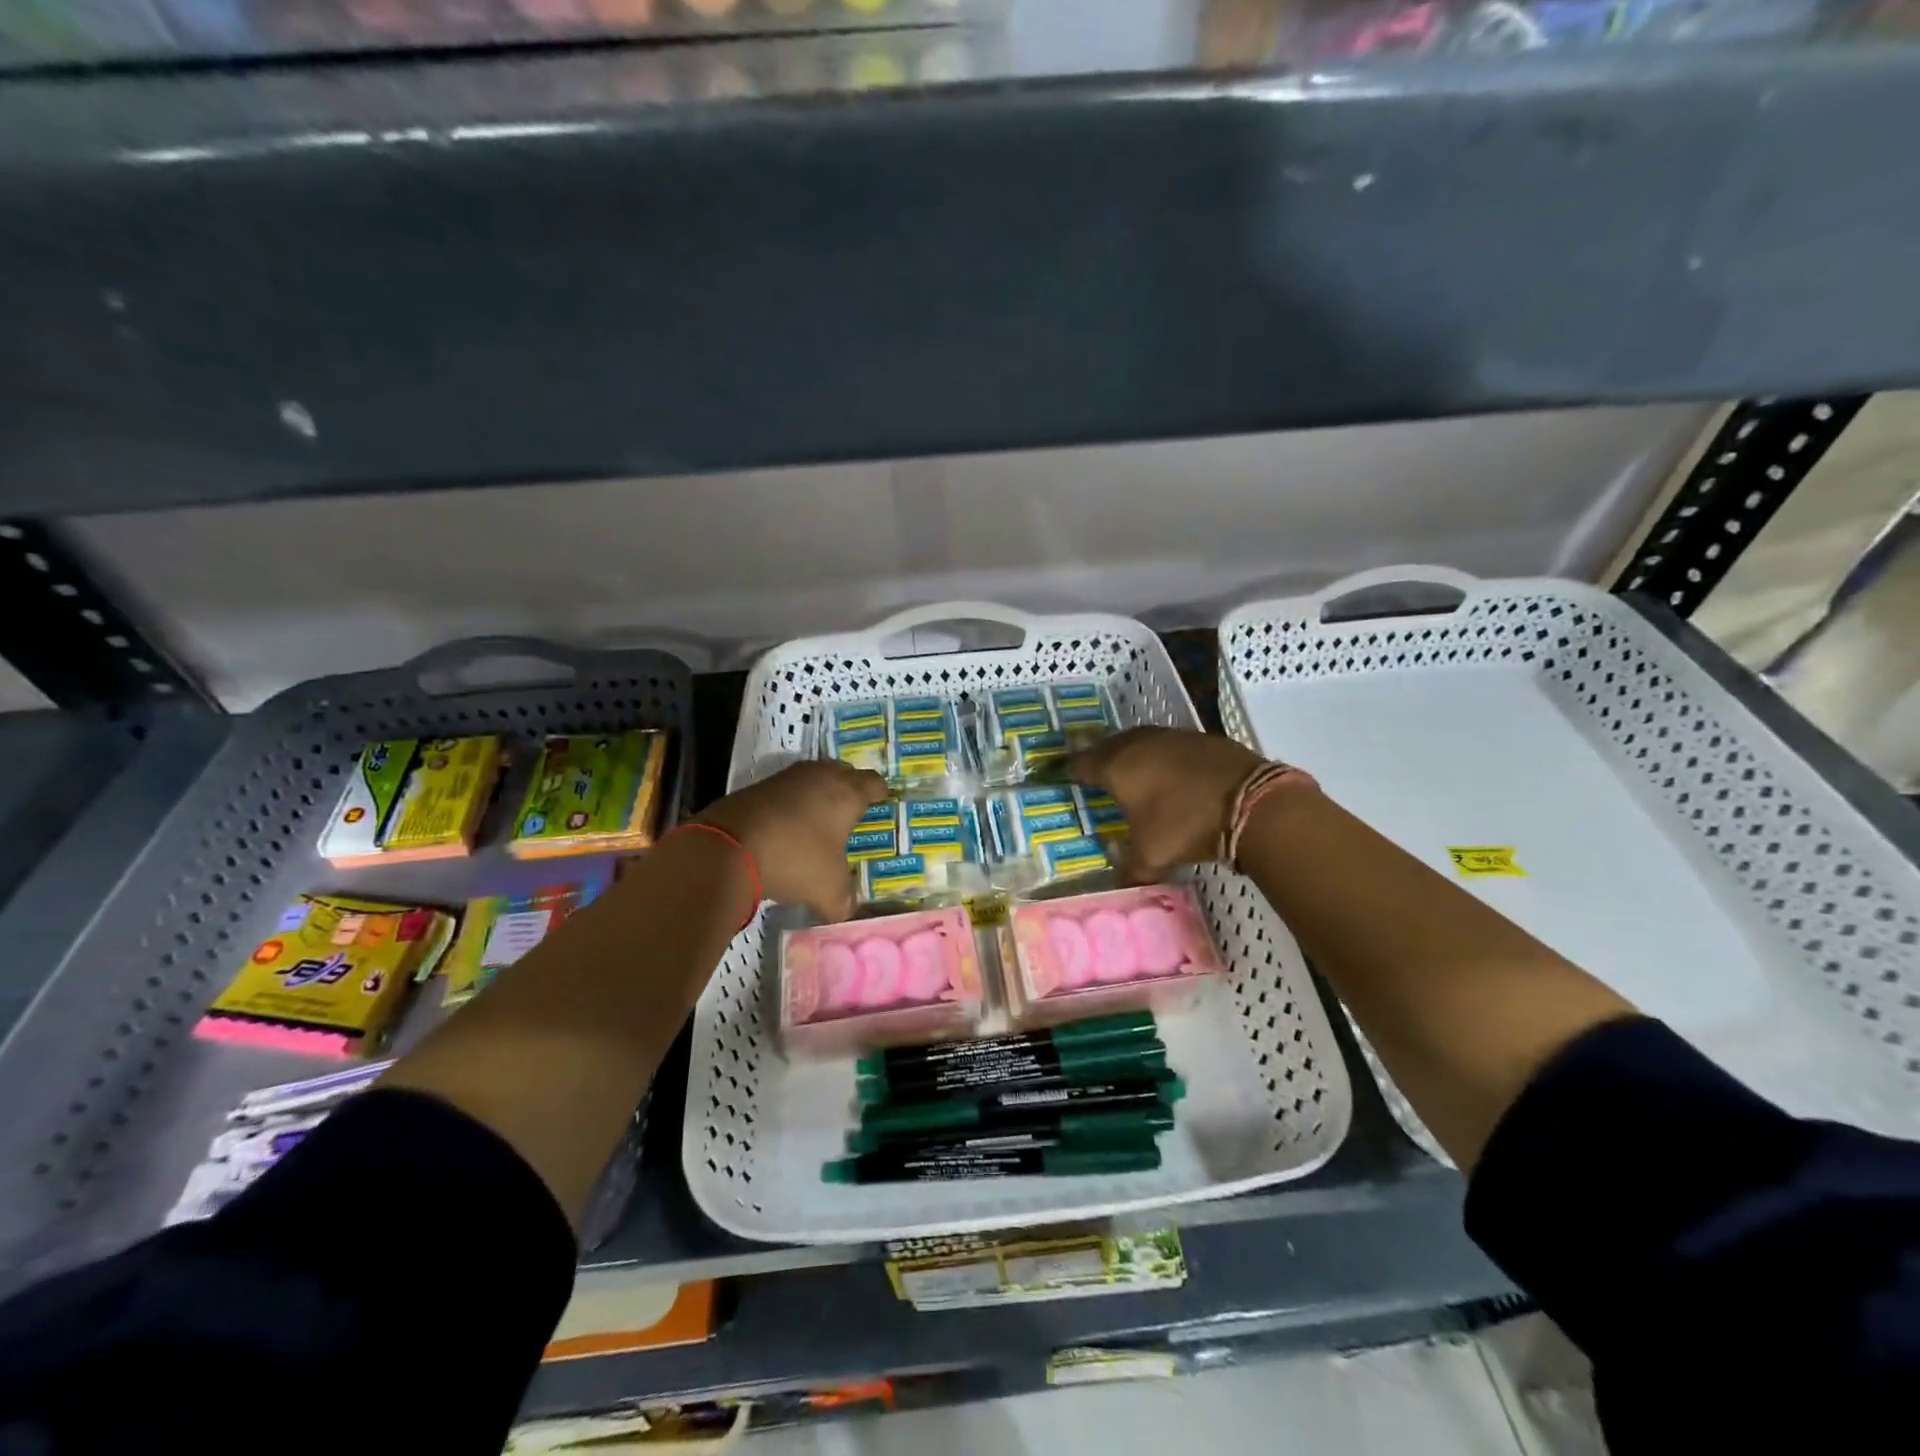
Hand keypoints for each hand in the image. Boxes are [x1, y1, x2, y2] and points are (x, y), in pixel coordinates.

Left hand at [695, 760, 888, 921]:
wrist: (728, 845)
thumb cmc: (795, 859)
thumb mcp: (828, 890)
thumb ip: (844, 902)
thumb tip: (848, 913)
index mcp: (848, 793)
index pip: (875, 783)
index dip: (881, 793)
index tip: (883, 802)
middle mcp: (821, 776)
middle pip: (844, 772)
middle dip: (850, 787)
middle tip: (853, 810)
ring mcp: (788, 778)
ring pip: (814, 777)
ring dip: (819, 793)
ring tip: (821, 817)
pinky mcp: (759, 786)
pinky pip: (786, 789)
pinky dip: (792, 803)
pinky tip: (788, 825)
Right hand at [1068, 727, 1263, 881]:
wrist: (1250, 801)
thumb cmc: (1186, 825)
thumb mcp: (1152, 856)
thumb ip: (1130, 869)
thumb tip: (1120, 885)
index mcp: (1116, 767)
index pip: (1081, 763)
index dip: (1069, 770)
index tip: (1060, 774)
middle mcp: (1138, 744)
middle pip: (1107, 745)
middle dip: (1097, 757)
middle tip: (1092, 770)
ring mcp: (1170, 737)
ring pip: (1139, 740)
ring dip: (1130, 753)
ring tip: (1128, 769)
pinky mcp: (1200, 737)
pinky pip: (1168, 744)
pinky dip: (1161, 755)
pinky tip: (1169, 771)